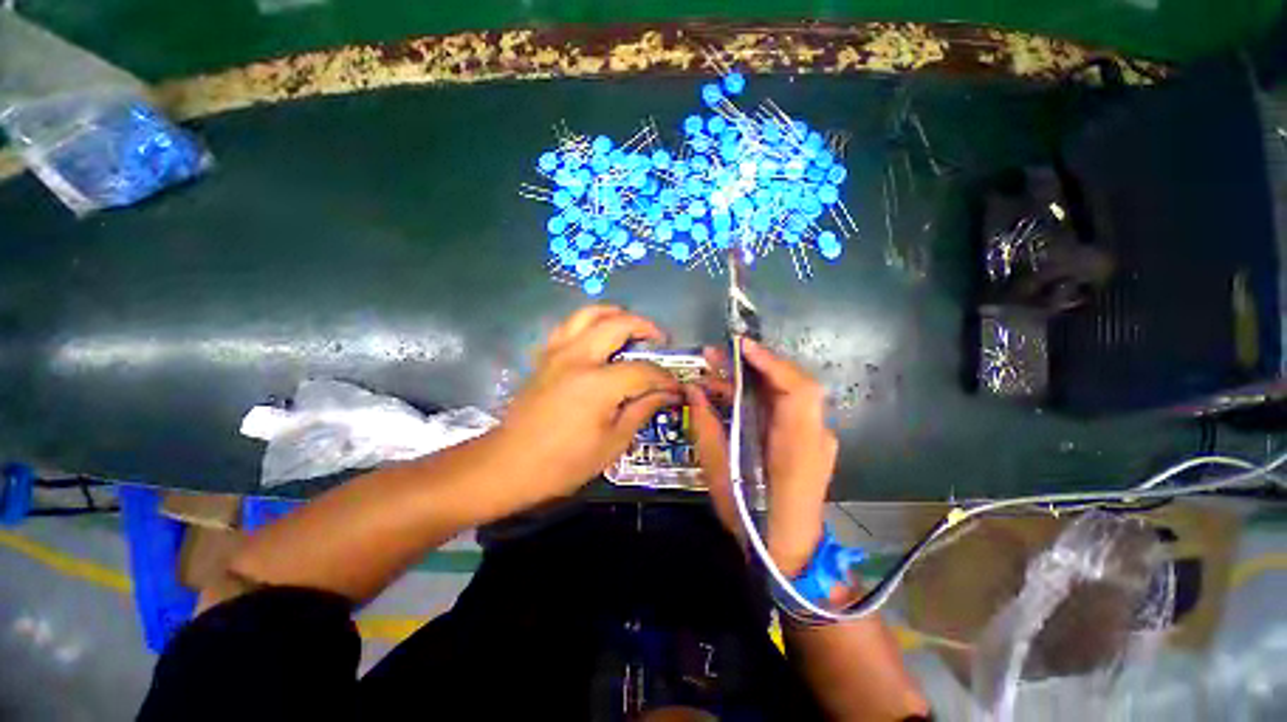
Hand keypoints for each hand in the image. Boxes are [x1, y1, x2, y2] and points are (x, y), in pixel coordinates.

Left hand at [492, 305, 681, 507]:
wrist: (509, 464)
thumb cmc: (564, 462)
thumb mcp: (612, 443)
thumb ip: (642, 410)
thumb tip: (667, 394)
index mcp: (597, 384)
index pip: (642, 370)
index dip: (664, 377)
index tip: (675, 386)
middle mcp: (577, 358)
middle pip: (618, 324)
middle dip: (646, 328)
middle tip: (660, 340)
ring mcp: (557, 352)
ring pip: (589, 313)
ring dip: (616, 314)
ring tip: (631, 327)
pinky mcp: (544, 356)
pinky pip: (569, 325)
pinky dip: (589, 322)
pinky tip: (598, 336)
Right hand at [685, 338, 835, 576]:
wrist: (789, 553)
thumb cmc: (752, 519)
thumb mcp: (720, 475)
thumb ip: (707, 428)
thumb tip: (693, 390)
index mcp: (798, 447)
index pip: (798, 390)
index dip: (771, 363)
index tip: (741, 347)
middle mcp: (815, 436)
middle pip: (794, 384)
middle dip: (757, 364)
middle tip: (720, 355)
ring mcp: (815, 437)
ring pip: (788, 393)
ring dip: (754, 377)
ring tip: (717, 369)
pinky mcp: (807, 440)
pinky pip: (785, 407)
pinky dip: (759, 393)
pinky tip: (731, 393)